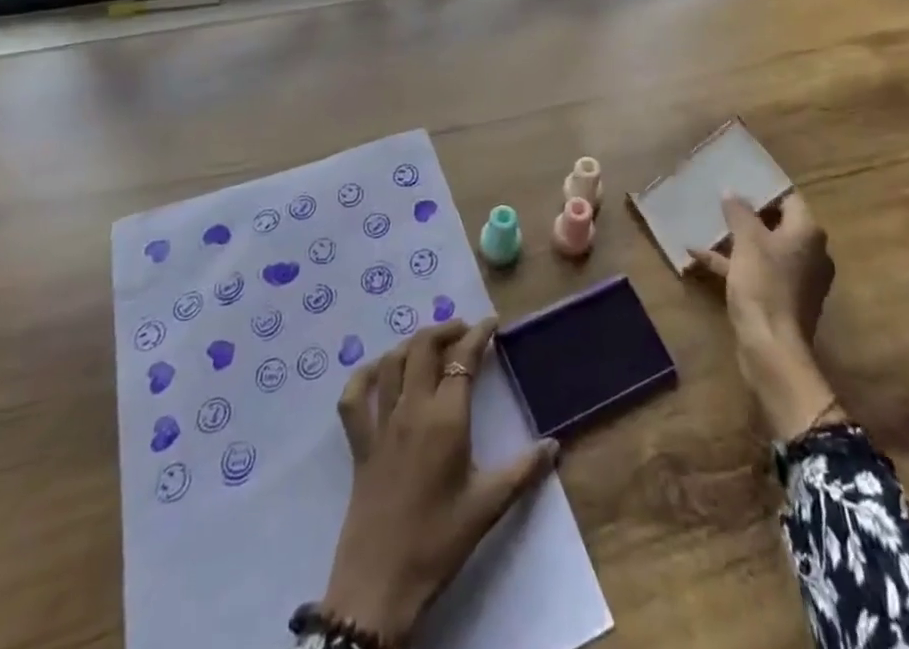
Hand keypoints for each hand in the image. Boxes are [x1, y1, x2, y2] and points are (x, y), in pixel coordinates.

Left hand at [321, 319, 557, 645]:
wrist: (380, 584)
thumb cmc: (439, 542)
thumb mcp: (488, 506)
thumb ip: (523, 471)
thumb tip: (554, 446)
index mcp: (446, 418)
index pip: (463, 359)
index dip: (478, 335)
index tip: (492, 323)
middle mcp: (412, 408)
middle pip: (424, 347)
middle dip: (445, 330)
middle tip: (463, 331)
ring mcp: (380, 423)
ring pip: (391, 362)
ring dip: (411, 344)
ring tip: (429, 345)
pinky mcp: (359, 444)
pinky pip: (354, 398)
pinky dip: (364, 376)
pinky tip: (377, 372)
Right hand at [689, 193, 841, 439]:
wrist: (772, 349)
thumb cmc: (764, 285)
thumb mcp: (747, 241)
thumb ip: (739, 212)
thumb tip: (732, 191)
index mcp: (808, 233)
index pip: (788, 199)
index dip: (763, 190)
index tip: (738, 182)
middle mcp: (810, 253)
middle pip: (777, 224)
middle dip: (747, 215)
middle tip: (720, 201)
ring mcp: (798, 279)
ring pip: (765, 249)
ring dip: (736, 240)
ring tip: (707, 226)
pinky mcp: (782, 300)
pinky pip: (758, 272)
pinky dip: (733, 264)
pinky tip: (699, 257)